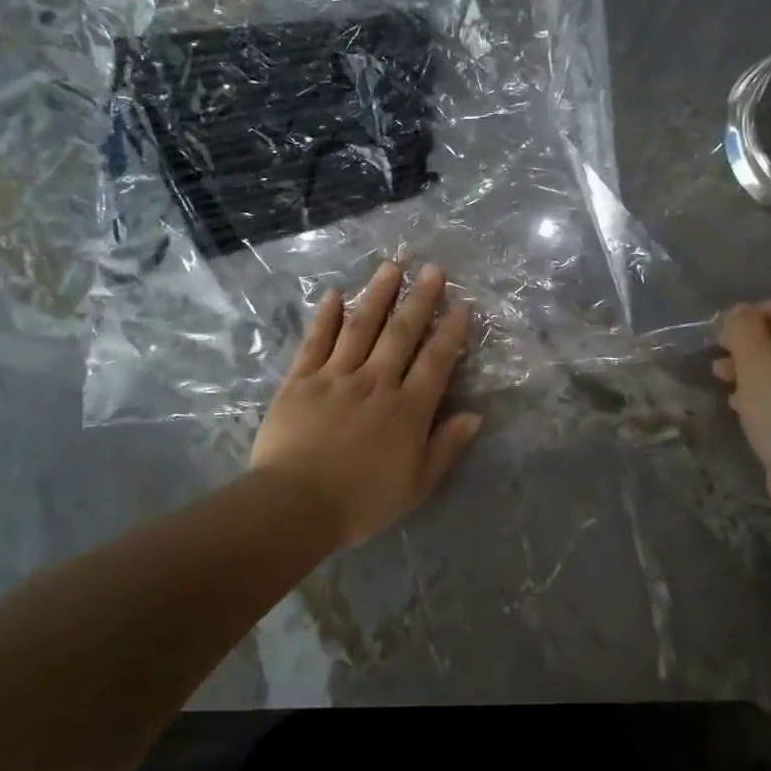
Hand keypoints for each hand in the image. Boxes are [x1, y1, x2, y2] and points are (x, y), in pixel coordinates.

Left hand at [251, 260, 483, 549]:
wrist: (295, 505)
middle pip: (401, 332)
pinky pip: (316, 340)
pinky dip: (326, 316)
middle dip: (420, 298)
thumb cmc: (361, 502)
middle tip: (433, 269)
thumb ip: (446, 447)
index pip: (436, 360)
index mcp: (407, 409)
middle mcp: (376, 382)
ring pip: (361, 326)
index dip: (451, 331)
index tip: (462, 305)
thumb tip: (475, 415)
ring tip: (393, 265)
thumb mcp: (417, 486)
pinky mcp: (300, 379)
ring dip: (378, 294)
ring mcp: (336, 376)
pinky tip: (334, 294)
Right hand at [713, 295, 770, 519]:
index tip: (726, 331)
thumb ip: (742, 328)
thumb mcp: (755, 360)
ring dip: (754, 369)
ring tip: (722, 380)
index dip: (756, 311)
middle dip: (751, 343)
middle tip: (720, 357)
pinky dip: (767, 393)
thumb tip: (739, 312)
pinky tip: (741, 407)